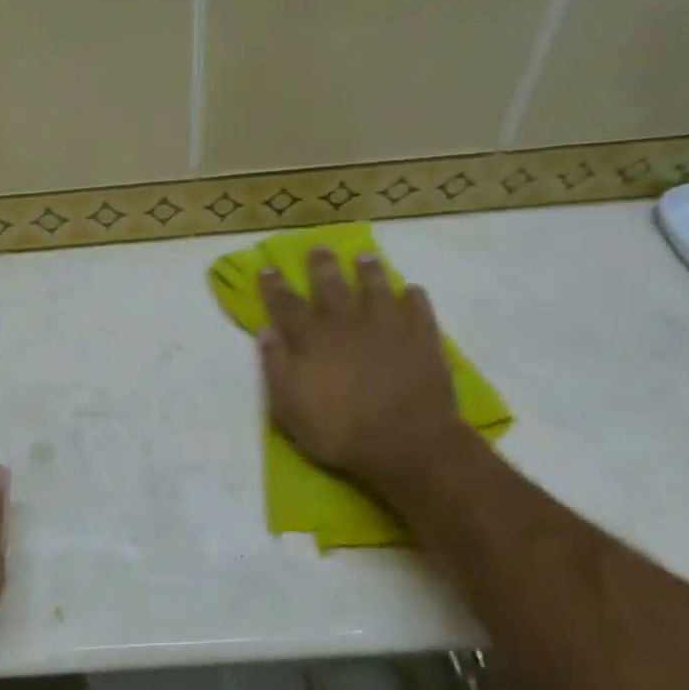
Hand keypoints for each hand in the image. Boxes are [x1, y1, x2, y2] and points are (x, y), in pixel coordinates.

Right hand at [257, 249, 469, 489]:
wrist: (407, 441)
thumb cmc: (341, 431)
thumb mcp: (290, 408)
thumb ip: (276, 367)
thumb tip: (266, 331)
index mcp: (312, 339)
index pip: (286, 305)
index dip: (274, 286)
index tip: (268, 267)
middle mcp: (346, 322)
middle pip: (331, 285)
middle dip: (321, 265)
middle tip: (318, 248)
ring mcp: (387, 325)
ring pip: (375, 286)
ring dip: (368, 271)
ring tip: (364, 258)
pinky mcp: (421, 335)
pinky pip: (417, 306)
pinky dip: (413, 296)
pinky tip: (411, 291)